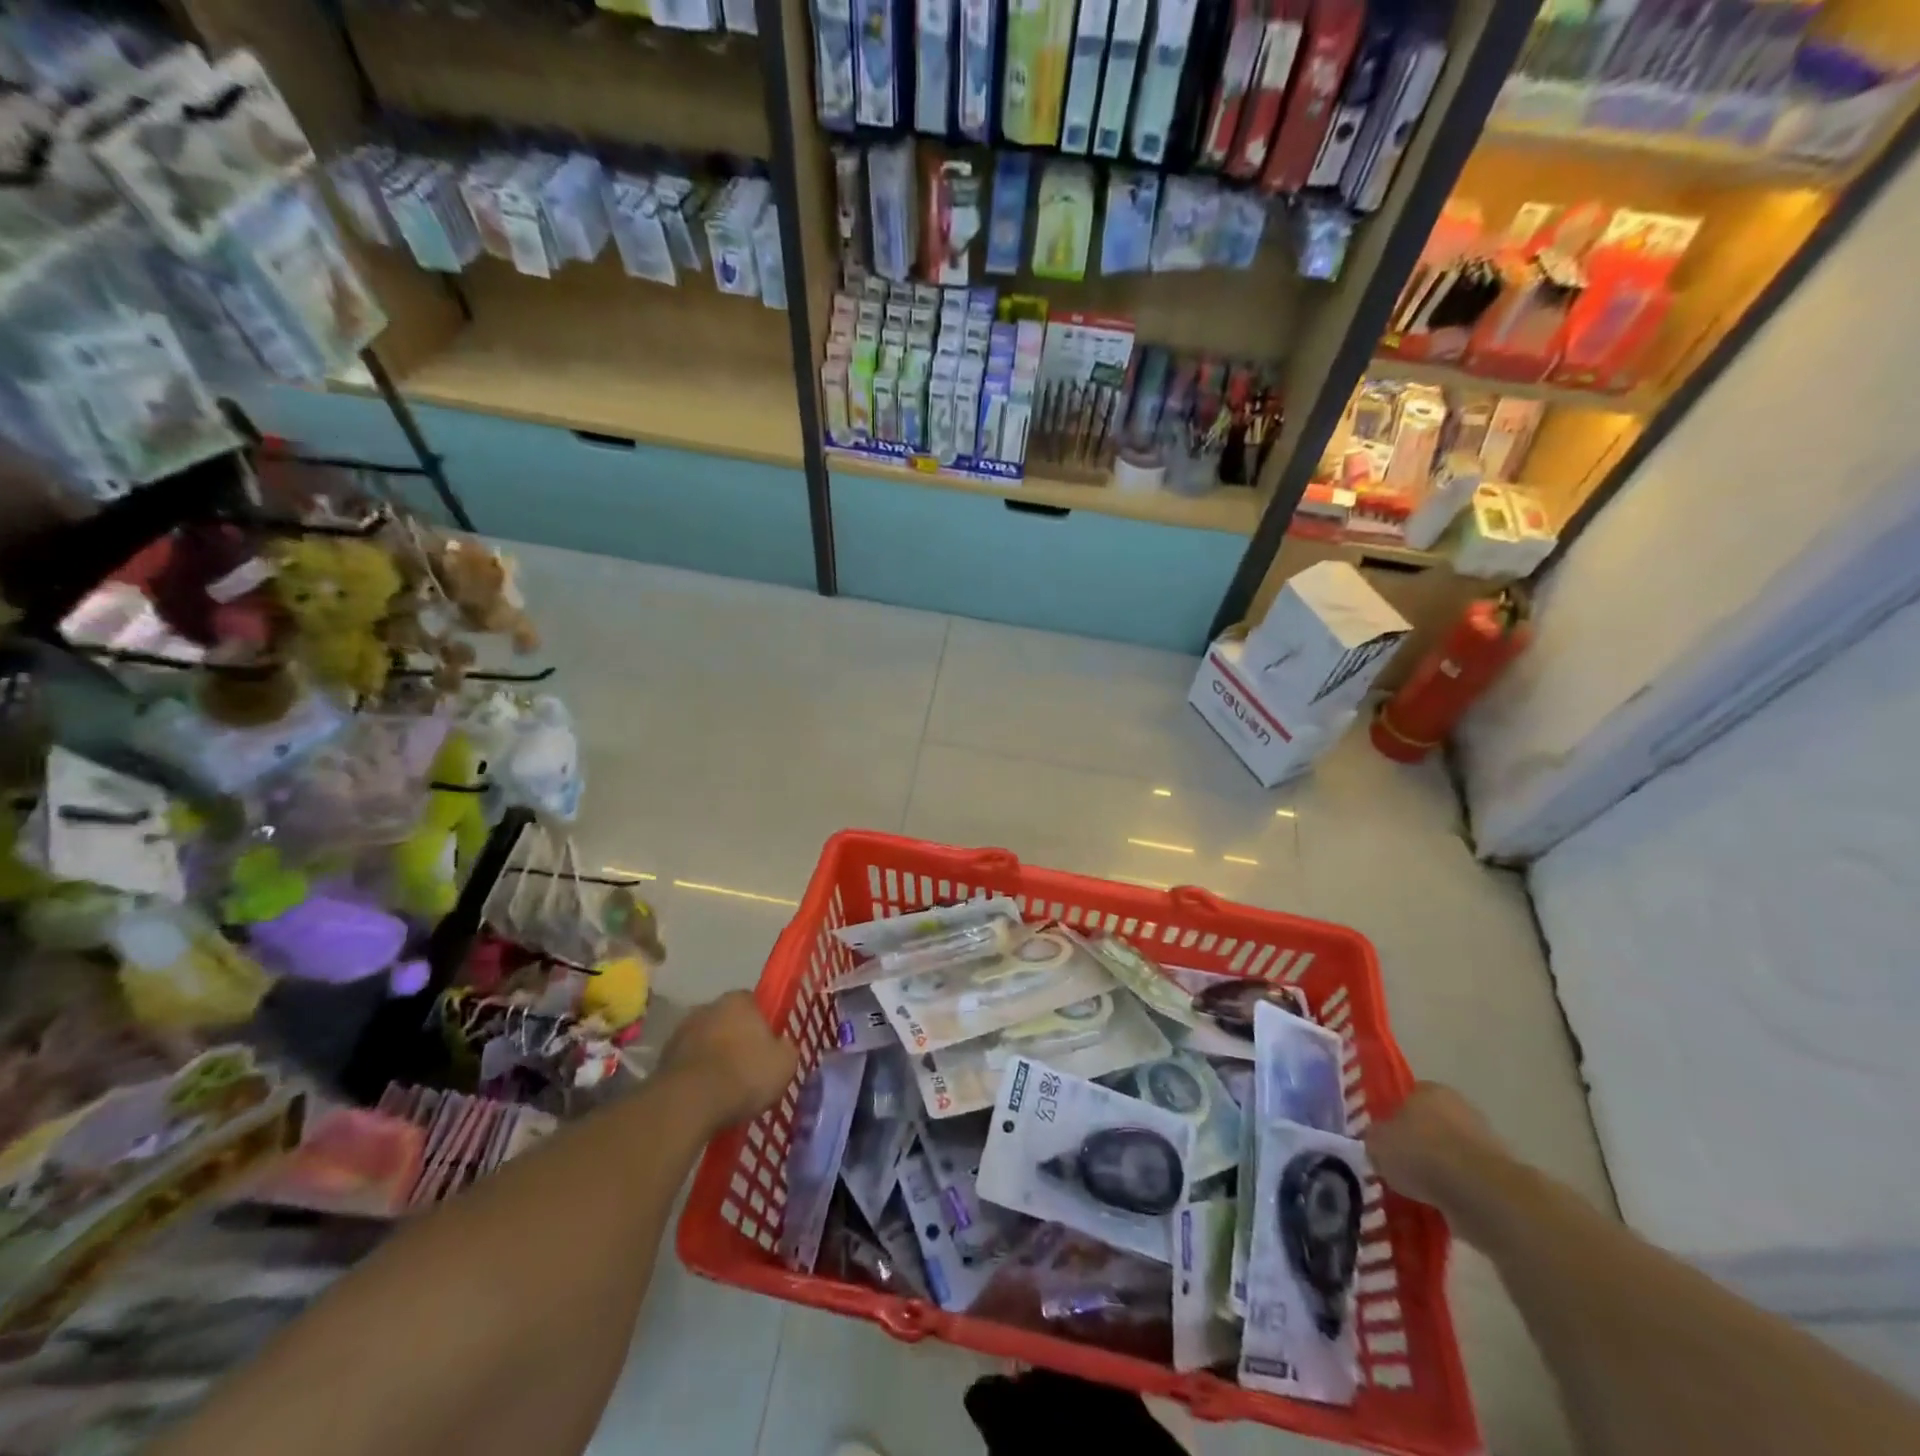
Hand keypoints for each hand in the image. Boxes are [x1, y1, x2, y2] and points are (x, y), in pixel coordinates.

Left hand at [659, 991, 797, 1131]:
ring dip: (712, 1057)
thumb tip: (781, 1046)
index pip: (754, 1003)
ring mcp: (681, 1032)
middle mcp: (708, 1007)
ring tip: (724, 1088)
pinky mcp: (662, 1059)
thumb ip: (786, 1049)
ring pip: (704, 1042)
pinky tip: (705, 1098)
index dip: (762, 1024)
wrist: (689, 1102)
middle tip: (746, 1067)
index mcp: (739, 1000)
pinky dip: (695, 1076)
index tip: (767, 1046)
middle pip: (726, 1021)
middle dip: (734, 1039)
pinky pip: (687, 1065)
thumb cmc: (744, 1074)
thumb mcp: (784, 1064)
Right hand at [1364, 1082, 1512, 1216]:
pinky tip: (1442, 1208)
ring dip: (1440, 1172)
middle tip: (1401, 1168)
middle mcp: (1460, 1108)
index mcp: (1429, 1090)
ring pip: (1452, 1155)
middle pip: (1432, 1126)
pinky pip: (1469, 1183)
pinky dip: (1457, 1193)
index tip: (1385, 1142)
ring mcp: (1486, 1142)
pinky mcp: (1503, 1177)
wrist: (1481, 1193)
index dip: (1393, 1119)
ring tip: (1420, 1194)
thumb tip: (1378, 1144)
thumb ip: (1375, 1139)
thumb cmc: (1421, 1154)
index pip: (1406, 1098)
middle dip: (1419, 1145)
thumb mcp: (1377, 1144)